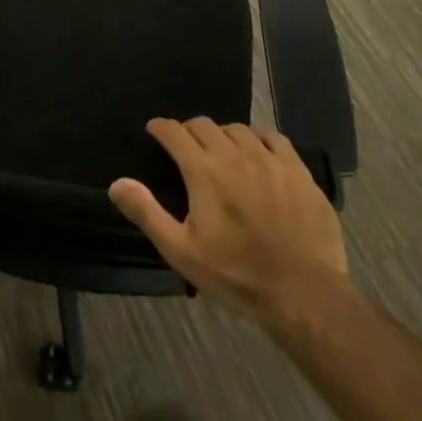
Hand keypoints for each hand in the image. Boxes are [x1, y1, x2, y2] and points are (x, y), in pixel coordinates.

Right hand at [110, 118, 347, 323]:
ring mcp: (270, 160)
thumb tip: (117, 184)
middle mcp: (235, 154)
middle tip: (186, 148)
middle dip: (189, 131)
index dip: (161, 128)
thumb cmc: (237, 275)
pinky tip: (258, 154)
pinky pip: (274, 139)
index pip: (174, 132)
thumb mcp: (182, 251)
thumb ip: (147, 213)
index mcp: (204, 171)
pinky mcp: (298, 171)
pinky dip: (259, 140)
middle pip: (205, 125)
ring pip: (239, 129)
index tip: (155, 132)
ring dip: (223, 135)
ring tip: (221, 152)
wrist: (304, 295)